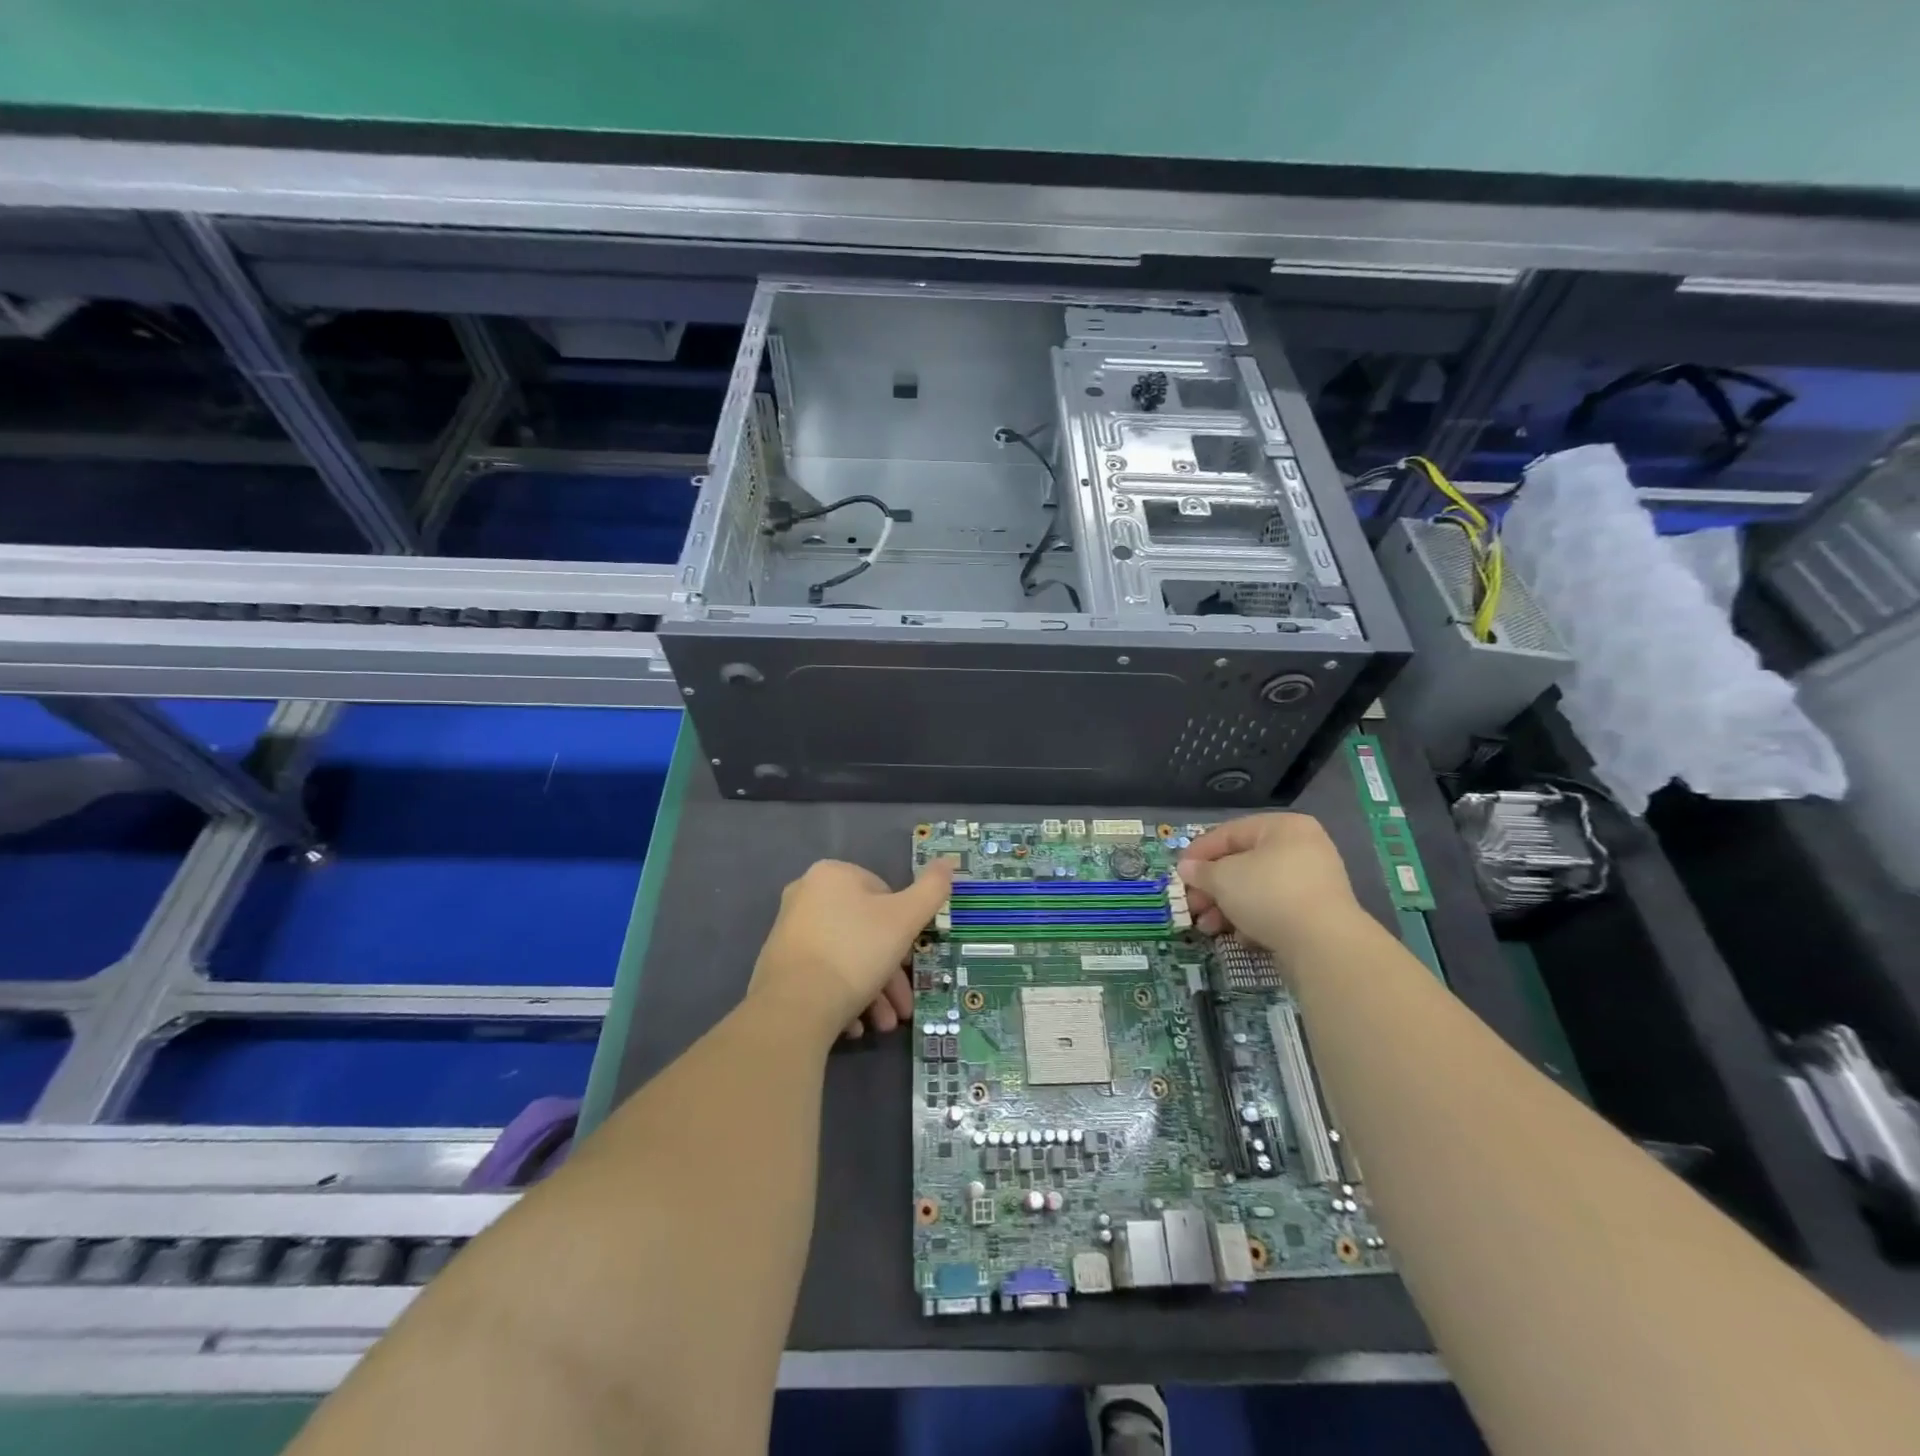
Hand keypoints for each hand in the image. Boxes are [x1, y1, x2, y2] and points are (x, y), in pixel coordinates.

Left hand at [750, 859, 953, 1042]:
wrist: (794, 1007)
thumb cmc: (856, 952)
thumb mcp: (905, 919)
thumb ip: (931, 890)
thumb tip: (948, 862)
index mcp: (832, 875)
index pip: (883, 895)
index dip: (903, 929)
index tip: (910, 962)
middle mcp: (805, 895)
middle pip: (864, 932)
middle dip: (888, 973)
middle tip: (902, 1005)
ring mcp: (788, 932)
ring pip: (845, 958)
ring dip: (871, 992)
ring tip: (883, 1025)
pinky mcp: (777, 967)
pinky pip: (821, 976)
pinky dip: (842, 997)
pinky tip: (854, 1026)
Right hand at [1178, 813, 1360, 955]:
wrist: (1323, 944)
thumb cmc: (1268, 893)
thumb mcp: (1223, 877)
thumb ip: (1201, 871)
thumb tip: (1186, 869)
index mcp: (1283, 827)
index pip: (1230, 833)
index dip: (1199, 852)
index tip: (1179, 872)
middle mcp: (1302, 849)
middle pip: (1243, 865)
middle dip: (1212, 888)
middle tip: (1191, 906)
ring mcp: (1313, 883)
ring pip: (1257, 891)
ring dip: (1227, 908)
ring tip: (1208, 928)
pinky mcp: (1317, 916)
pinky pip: (1275, 911)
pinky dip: (1254, 922)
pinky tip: (1241, 938)